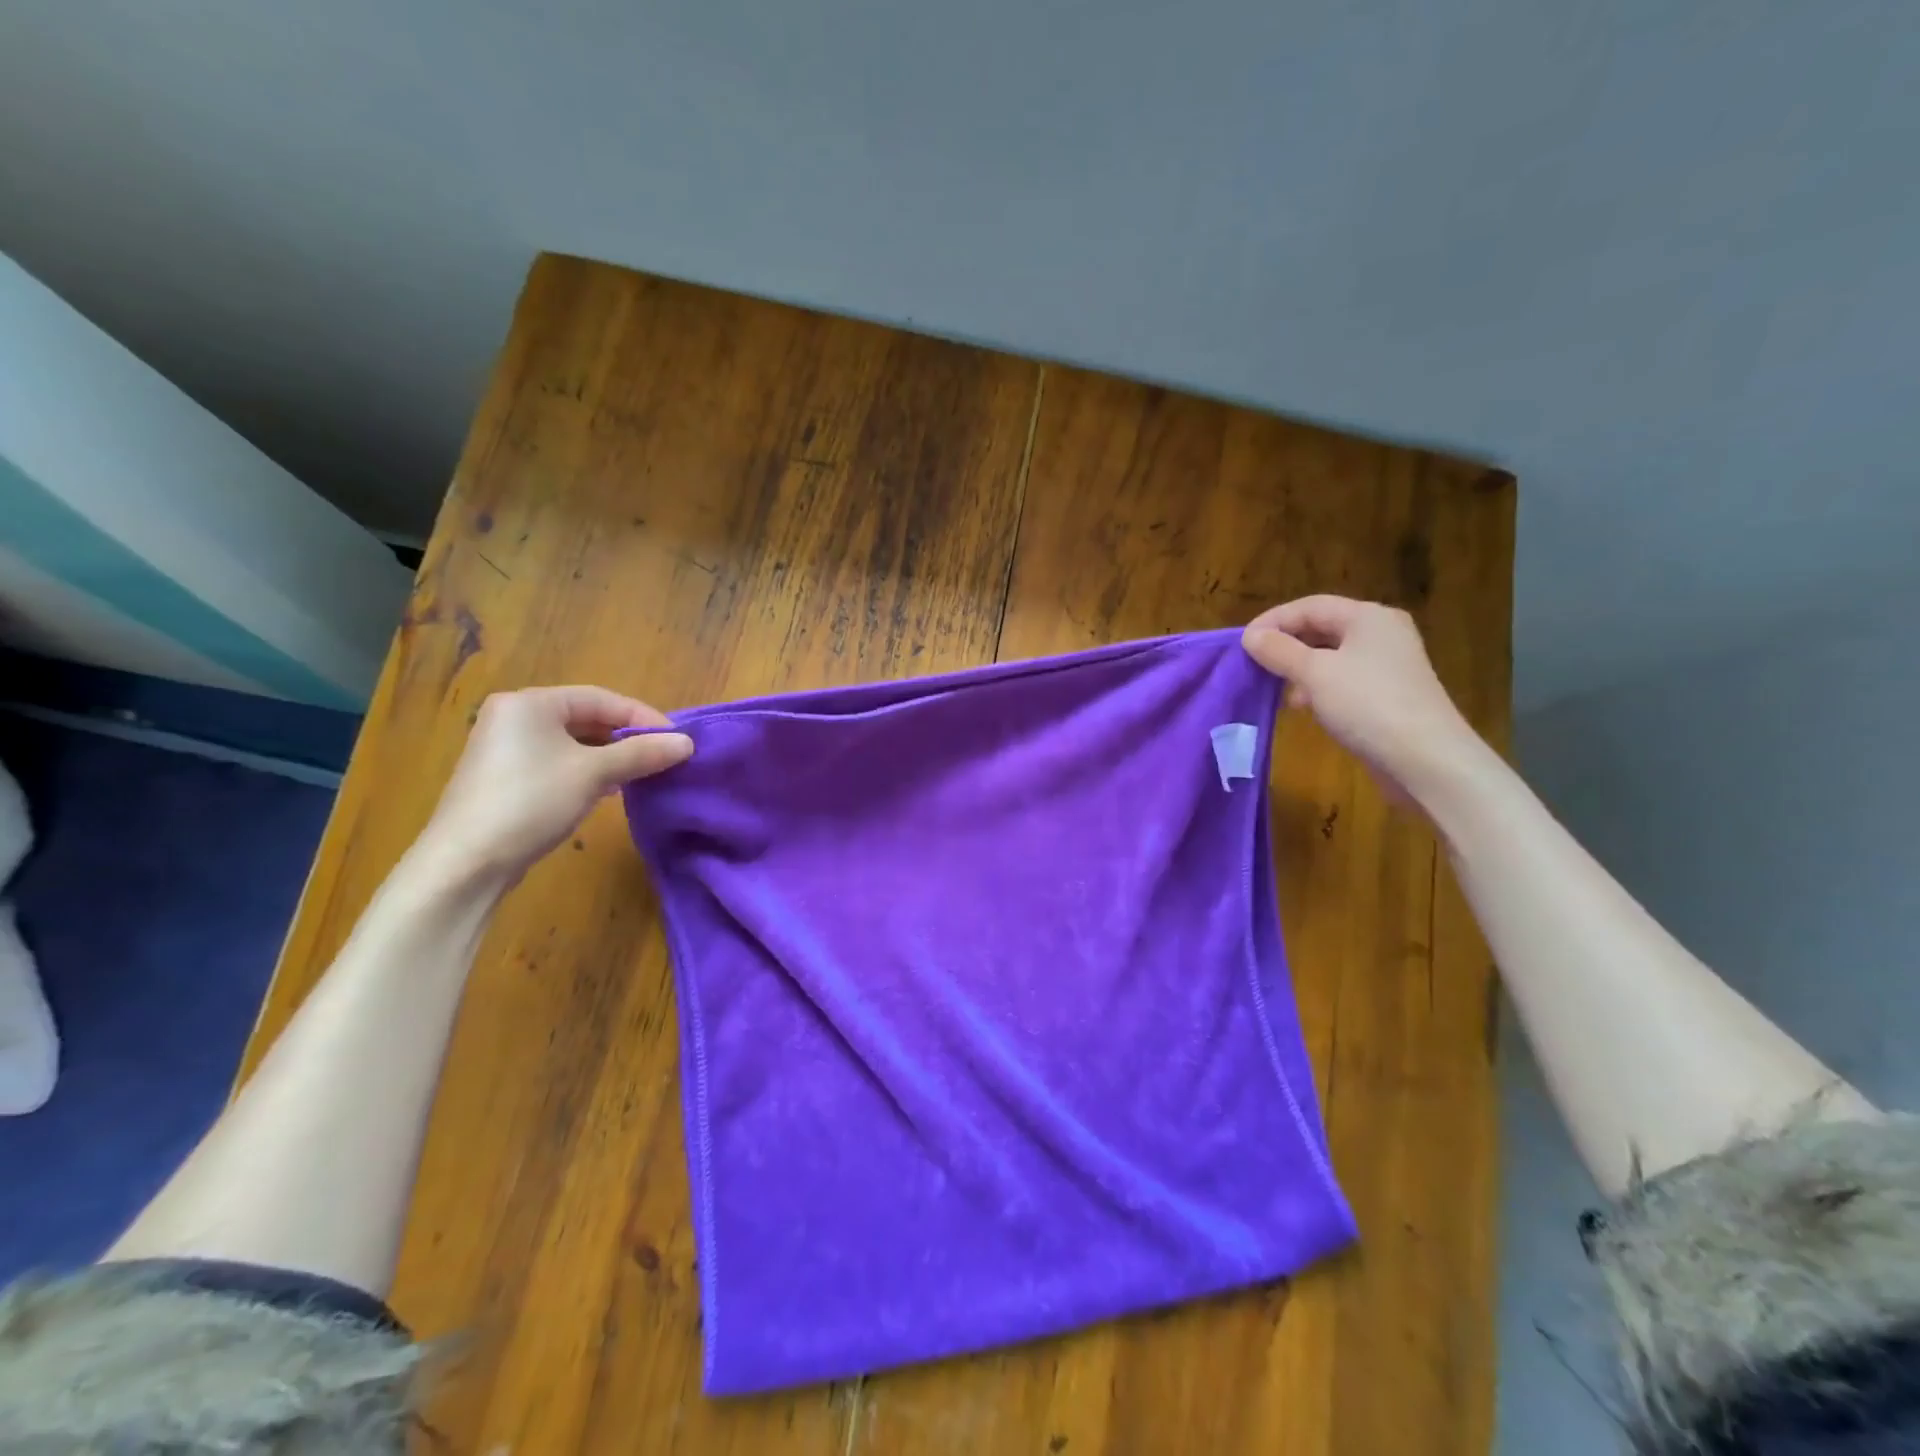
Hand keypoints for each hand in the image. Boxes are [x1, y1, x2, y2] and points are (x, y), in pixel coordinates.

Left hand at [413, 686, 692, 884]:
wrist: (466, 863)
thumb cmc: (531, 802)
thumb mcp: (595, 773)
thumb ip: (642, 753)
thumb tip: (687, 743)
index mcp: (531, 703)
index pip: (602, 698)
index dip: (644, 717)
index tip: (677, 740)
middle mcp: (515, 717)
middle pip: (587, 718)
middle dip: (628, 737)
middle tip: (662, 757)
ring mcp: (505, 748)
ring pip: (573, 742)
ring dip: (611, 756)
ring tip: (642, 773)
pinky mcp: (504, 777)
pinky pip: (558, 761)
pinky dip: (587, 770)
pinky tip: (607, 789)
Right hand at [1242, 596, 1481, 802]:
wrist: (1425, 760)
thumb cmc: (1367, 705)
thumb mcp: (1315, 674)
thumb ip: (1279, 651)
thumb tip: (1251, 636)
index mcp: (1368, 617)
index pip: (1310, 606)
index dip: (1272, 620)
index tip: (1242, 643)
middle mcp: (1381, 634)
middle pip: (1321, 628)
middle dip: (1285, 645)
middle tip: (1253, 664)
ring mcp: (1387, 666)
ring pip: (1330, 656)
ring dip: (1298, 668)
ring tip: (1274, 688)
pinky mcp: (1386, 695)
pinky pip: (1342, 679)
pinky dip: (1317, 687)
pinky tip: (1302, 706)